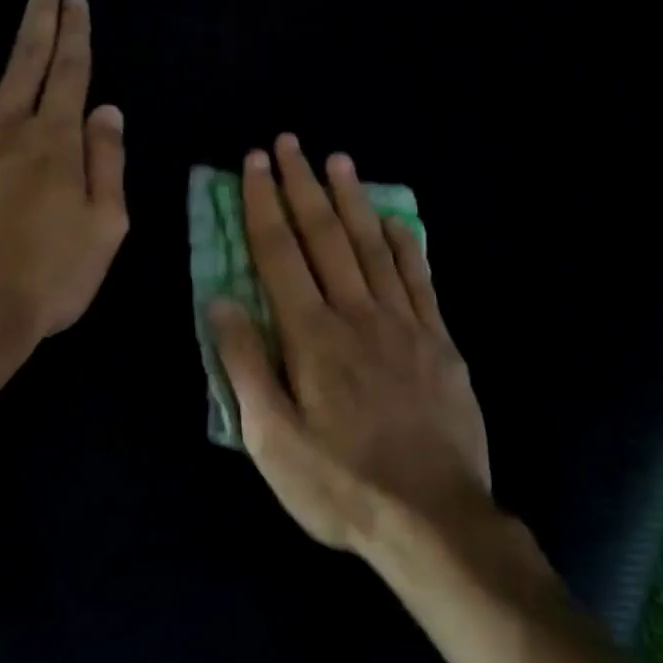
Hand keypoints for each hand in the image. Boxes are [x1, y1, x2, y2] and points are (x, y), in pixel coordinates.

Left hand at [0, 0, 127, 342]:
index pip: (69, 74)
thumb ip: (107, 165)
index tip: (76, 2)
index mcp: (55, 143)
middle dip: (36, 16)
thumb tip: (108, 111)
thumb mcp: (104, 230)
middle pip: (23, 59)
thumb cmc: (45, 281)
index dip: (75, 34)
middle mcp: (4, 125)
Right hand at [210, 134, 491, 553]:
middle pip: (325, 237)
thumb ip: (245, 364)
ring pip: (373, 246)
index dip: (263, 205)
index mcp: (311, 336)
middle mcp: (357, 315)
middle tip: (289, 143)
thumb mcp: (271, 439)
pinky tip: (397, 219)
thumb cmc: (340, 484)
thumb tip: (222, 300)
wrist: (432, 519)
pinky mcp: (440, 342)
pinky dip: (406, 244)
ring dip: (352, 200)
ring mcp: (405, 325)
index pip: (280, 254)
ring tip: (338, 160)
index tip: (254, 165)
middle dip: (302, 186)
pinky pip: (421, 280)